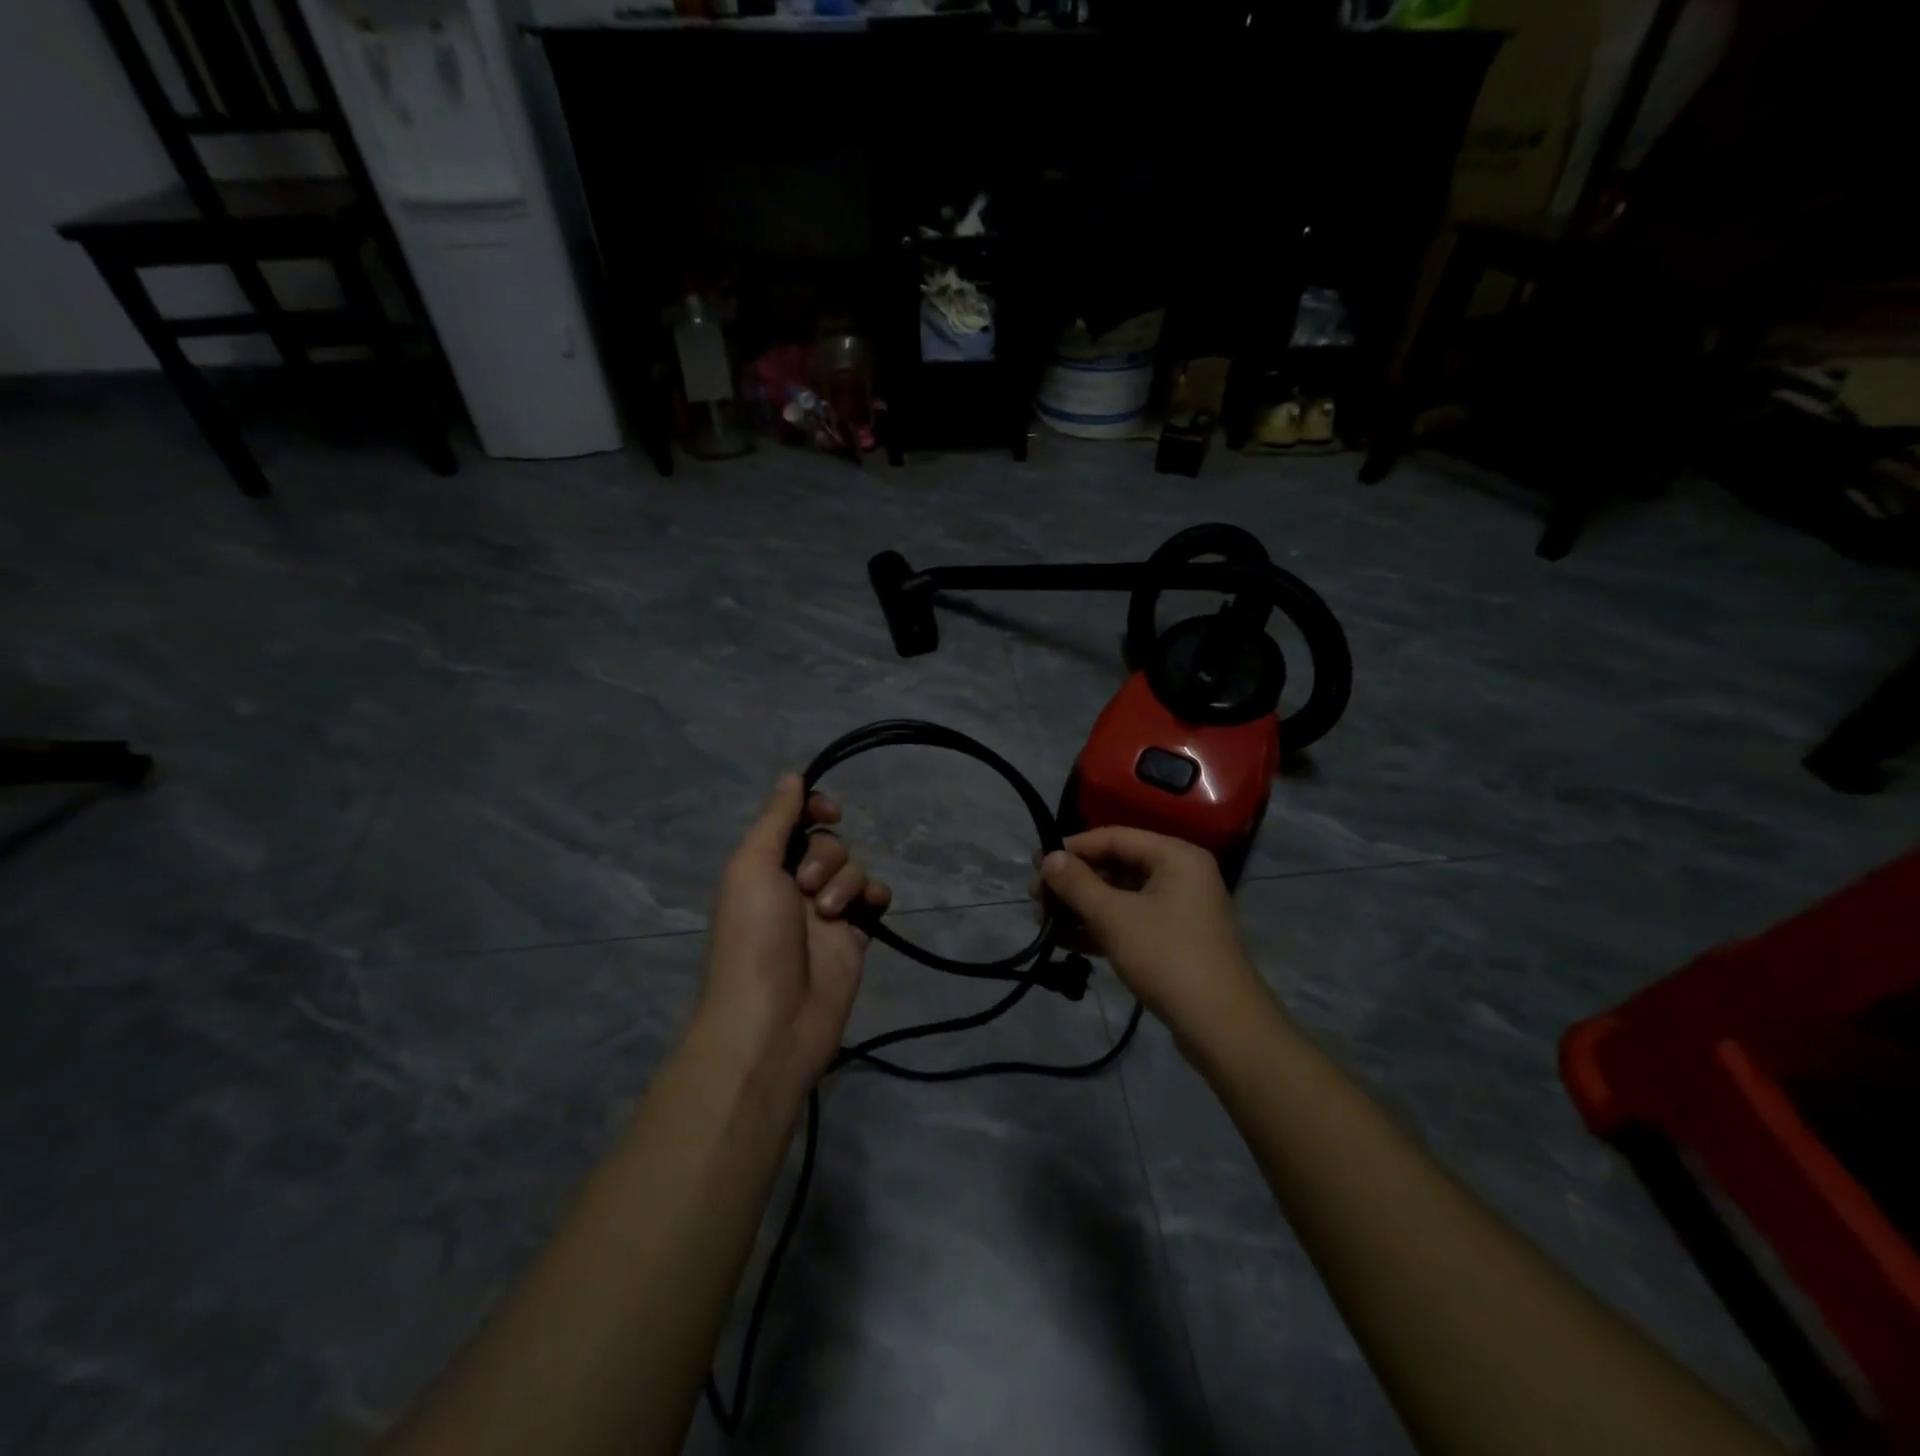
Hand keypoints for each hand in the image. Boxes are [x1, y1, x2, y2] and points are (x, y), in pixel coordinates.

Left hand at [701, 775, 890, 1095]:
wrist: (773, 1022)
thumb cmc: (753, 939)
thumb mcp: (752, 868)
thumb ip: (775, 821)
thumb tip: (792, 775)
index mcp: (763, 867)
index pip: (795, 822)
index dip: (813, 809)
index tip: (828, 811)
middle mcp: (793, 885)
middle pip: (828, 843)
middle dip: (826, 856)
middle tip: (807, 888)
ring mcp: (826, 913)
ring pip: (854, 869)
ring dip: (847, 882)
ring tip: (830, 914)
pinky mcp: (853, 938)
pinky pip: (874, 900)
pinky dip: (874, 896)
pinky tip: (869, 907)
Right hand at [1038, 826, 1269, 1051]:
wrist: (1222, 1027)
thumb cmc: (1167, 957)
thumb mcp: (1114, 917)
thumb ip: (1077, 884)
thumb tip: (1048, 858)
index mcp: (1175, 856)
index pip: (1114, 837)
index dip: (1072, 849)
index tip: (1036, 865)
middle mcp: (1180, 874)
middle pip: (1117, 866)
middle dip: (1074, 882)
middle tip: (1036, 898)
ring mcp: (1180, 909)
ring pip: (1121, 897)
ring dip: (1083, 907)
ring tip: (1045, 921)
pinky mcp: (1175, 940)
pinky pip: (1131, 921)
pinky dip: (1101, 928)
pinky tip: (1067, 941)